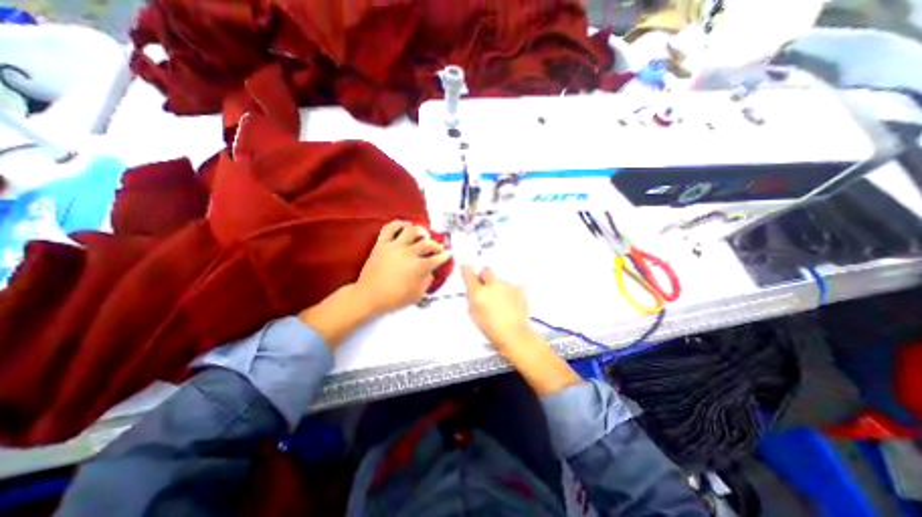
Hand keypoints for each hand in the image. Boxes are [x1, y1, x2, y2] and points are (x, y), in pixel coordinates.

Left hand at [354, 219, 452, 312]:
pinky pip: (390, 228)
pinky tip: (405, 224)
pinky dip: (398, 224)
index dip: (445, 256)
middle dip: (436, 245)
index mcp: (418, 267)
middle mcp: (409, 253)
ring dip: (420, 231)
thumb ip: (427, 282)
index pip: (436, 259)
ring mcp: (395, 246)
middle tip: (438, 247)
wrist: (369, 296)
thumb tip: (430, 272)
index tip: (448, 253)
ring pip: (411, 231)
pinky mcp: (382, 244)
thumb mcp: (417, 295)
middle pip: (427, 244)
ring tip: (423, 234)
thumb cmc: (394, 298)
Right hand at [461, 269, 581, 393]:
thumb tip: (473, 289)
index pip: (469, 272)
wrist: (514, 335)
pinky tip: (511, 303)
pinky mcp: (519, 288)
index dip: (467, 269)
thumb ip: (472, 298)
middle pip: (486, 271)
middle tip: (486, 287)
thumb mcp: (474, 314)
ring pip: (499, 280)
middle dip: (484, 277)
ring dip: (498, 286)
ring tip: (502, 302)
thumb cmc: (490, 329)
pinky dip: (509, 292)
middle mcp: (492, 285)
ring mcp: (507, 285)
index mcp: (478, 292)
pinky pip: (511, 286)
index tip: (466, 268)